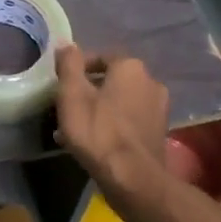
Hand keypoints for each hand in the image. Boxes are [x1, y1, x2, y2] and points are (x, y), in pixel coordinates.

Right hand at [54, 44, 170, 204]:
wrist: (133, 178)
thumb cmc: (98, 131)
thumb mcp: (72, 94)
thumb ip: (69, 64)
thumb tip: (67, 44)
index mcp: (130, 67)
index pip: (99, 57)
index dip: (77, 70)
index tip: (61, 86)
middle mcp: (151, 81)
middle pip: (111, 81)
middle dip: (89, 91)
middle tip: (67, 108)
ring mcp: (159, 108)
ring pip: (120, 102)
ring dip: (100, 110)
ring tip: (77, 129)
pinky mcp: (159, 132)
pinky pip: (129, 121)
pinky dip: (112, 125)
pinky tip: (96, 142)